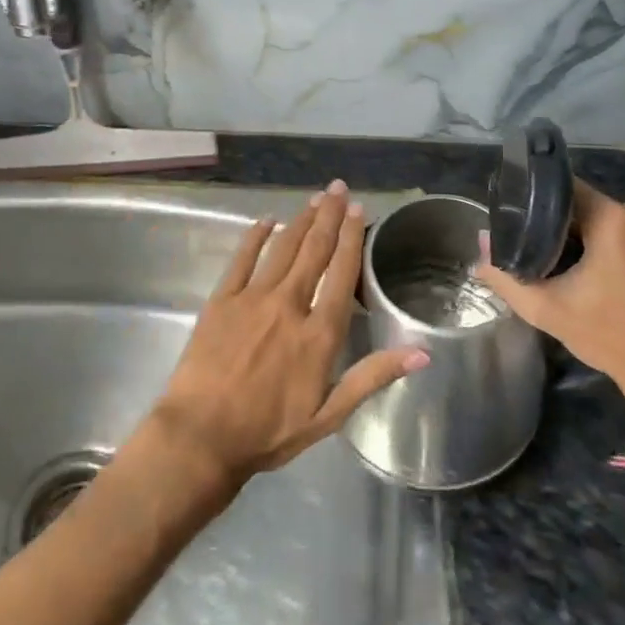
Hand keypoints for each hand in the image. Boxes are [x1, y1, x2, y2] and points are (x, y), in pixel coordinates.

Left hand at [145, 181, 427, 493]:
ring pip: (282, 248)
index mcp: (318, 333)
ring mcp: (252, 298)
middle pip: (313, 251)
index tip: (358, 210)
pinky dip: (254, 236)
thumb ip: (372, 377)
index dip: (351, 239)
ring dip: (300, 221)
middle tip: (338, 188)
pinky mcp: (221, 300)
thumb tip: (422, 353)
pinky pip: (241, 259)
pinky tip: (265, 220)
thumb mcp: (329, 415)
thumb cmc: (269, 432)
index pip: (341, 274)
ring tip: (313, 198)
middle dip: (328, 216)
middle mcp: (289, 305)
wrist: (202, 436)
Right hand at [473, 180, 624, 423]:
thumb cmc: (608, 335)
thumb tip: (480, 244)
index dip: (537, 203)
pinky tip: (598, 273)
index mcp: (613, 218)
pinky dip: (611, 246)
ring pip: (607, 220)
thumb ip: (506, 275)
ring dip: (586, 236)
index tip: (518, 221)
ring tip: (564, 262)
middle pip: (586, 205)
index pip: (564, 189)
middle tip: (536, 249)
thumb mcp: (546, 308)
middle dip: (560, 224)